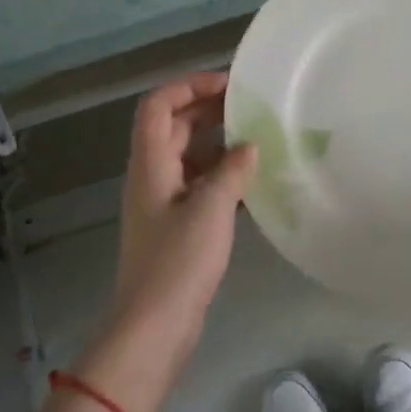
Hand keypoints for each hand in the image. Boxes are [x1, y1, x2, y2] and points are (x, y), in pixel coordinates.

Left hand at [108, 71, 256, 351]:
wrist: (155, 326)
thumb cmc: (178, 262)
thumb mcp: (210, 209)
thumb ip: (232, 171)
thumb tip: (249, 147)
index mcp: (150, 164)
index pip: (158, 106)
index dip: (189, 86)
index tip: (230, 85)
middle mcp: (152, 176)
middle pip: (174, 128)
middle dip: (209, 111)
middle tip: (252, 108)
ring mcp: (164, 203)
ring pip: (190, 157)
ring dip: (220, 144)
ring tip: (260, 140)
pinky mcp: (177, 227)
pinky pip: (200, 187)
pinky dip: (223, 177)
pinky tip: (254, 183)